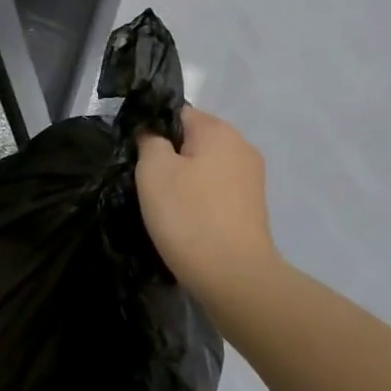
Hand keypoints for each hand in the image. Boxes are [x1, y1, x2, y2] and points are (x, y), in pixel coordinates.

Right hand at [135, 107, 285, 305]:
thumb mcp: (153, 169)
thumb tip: (152, 133)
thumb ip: (149, 140)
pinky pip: (216, 190)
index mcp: (219, 130)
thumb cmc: (189, 215)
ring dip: (184, 180)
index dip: (152, 130)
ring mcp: (251, 178)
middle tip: (147, 184)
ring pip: (204, 167)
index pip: (177, 113)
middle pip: (193, 140)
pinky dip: (200, 199)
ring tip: (165, 206)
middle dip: (169, 157)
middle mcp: (241, 146)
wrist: (234, 277)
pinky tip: (187, 221)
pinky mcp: (253, 207)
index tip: (137, 157)